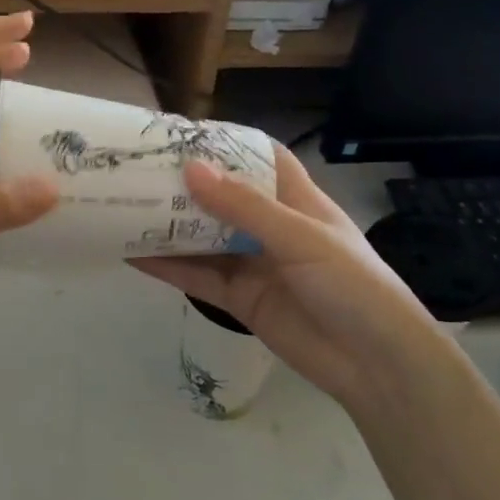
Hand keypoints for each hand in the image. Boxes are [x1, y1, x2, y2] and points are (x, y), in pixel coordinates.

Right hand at [132, 146, 435, 405]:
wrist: (375, 365)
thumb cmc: (351, 284)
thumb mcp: (300, 237)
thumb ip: (244, 207)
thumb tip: (191, 169)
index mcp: (296, 200)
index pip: (261, 158)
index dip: (227, 143)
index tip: (184, 134)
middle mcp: (271, 227)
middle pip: (222, 197)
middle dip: (185, 184)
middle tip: (138, 169)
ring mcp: (253, 264)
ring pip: (203, 237)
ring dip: (169, 224)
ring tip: (123, 206)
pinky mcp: (239, 299)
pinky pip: (197, 277)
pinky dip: (167, 266)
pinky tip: (132, 254)